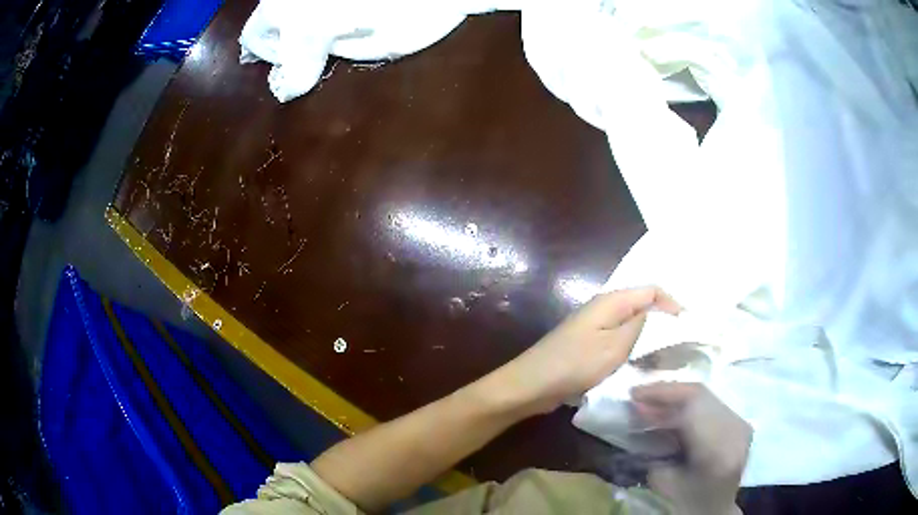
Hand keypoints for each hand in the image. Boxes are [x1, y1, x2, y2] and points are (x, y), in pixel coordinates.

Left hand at [493, 286, 680, 415]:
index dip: (672, 303)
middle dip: (662, 319)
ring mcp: (594, 325)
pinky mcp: (588, 343)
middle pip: (641, 304)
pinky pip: (618, 338)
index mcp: (611, 301)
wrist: (533, 384)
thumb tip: (656, 311)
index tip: (688, 324)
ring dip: (648, 335)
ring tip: (666, 352)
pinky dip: (633, 346)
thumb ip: (640, 324)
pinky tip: (640, 360)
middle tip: (680, 340)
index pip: (651, 290)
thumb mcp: (615, 345)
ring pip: (630, 323)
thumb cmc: (575, 364)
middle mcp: (603, 307)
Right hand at [631, 383, 751, 514]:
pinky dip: (690, 405)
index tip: (634, 393)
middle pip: (701, 395)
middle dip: (667, 393)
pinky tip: (672, 412)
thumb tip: (641, 411)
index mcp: (716, 449)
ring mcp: (741, 424)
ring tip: (652, 404)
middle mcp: (735, 429)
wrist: (714, 509)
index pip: (693, 403)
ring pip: (706, 396)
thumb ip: (654, 445)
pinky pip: (712, 404)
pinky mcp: (740, 423)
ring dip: (677, 398)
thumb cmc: (684, 502)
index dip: (663, 392)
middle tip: (639, 396)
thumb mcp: (662, 479)